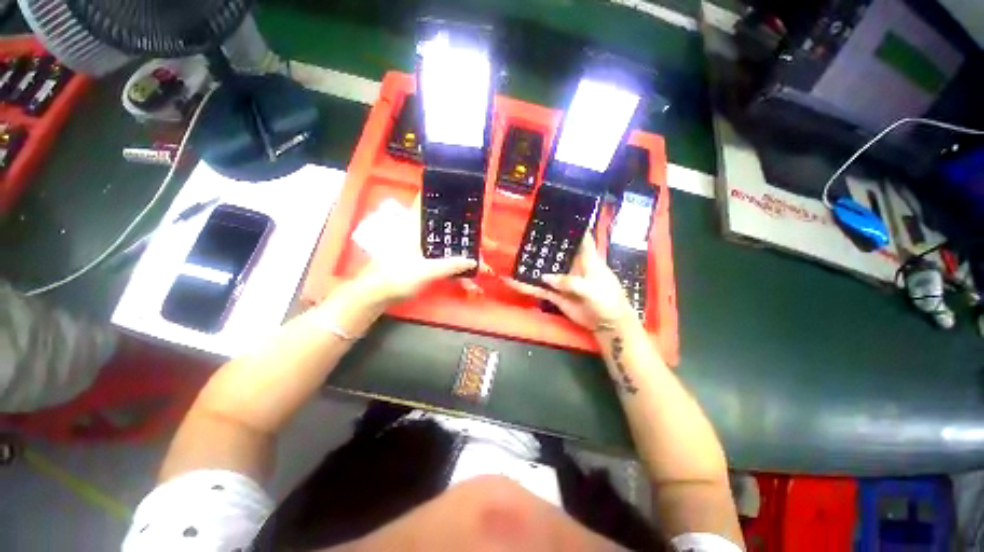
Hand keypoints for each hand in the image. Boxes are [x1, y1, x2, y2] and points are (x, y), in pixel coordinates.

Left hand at [356, 194, 476, 304]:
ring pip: (445, 242)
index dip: (443, 194)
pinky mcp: (419, 259)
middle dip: (465, 232)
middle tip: (484, 241)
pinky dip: (454, 261)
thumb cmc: (396, 276)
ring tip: (479, 259)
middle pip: (444, 225)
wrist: (375, 294)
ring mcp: (418, 246)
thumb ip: (450, 265)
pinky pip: (441, 256)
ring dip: (462, 249)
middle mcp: (417, 232)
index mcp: (415, 226)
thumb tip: (473, 260)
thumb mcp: (426, 271)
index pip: (426, 200)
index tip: (463, 196)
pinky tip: (465, 273)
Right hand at [504, 234, 635, 330]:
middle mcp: (573, 267)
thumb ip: (569, 282)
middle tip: (526, 235)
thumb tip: (545, 277)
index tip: (560, 216)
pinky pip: (540, 289)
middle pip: (558, 252)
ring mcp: (563, 281)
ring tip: (514, 257)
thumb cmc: (607, 300)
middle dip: (545, 245)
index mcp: (588, 259)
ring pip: (545, 271)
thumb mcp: (591, 288)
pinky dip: (527, 287)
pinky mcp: (556, 295)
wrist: (608, 324)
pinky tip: (513, 282)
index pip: (581, 238)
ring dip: (532, 266)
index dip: (574, 227)